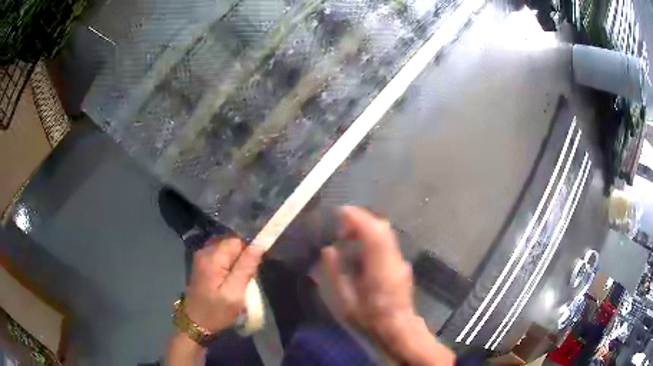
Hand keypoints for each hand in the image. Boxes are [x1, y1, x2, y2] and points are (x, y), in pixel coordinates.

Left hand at [185, 237, 264, 332]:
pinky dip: (229, 263)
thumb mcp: (234, 294)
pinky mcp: (201, 263)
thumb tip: (259, 244)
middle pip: (231, 242)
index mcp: (212, 257)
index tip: (252, 270)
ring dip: (236, 260)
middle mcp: (204, 251)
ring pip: (226, 248)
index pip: (237, 241)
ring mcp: (201, 257)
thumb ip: (246, 268)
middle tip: (246, 278)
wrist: (195, 323)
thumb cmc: (216, 312)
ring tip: (239, 279)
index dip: (248, 252)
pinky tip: (230, 278)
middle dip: (242, 256)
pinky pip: (220, 255)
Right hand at [322, 206, 453, 364]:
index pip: (372, 231)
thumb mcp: (345, 300)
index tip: (340, 212)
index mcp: (380, 266)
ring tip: (347, 238)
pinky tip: (360, 252)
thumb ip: (335, 273)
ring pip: (385, 233)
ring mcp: (400, 261)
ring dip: (366, 228)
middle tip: (341, 227)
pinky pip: (386, 243)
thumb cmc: (369, 317)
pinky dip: (372, 238)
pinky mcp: (401, 265)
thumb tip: (329, 249)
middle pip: (382, 227)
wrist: (397, 328)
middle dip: (361, 219)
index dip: (357, 217)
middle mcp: (393, 258)